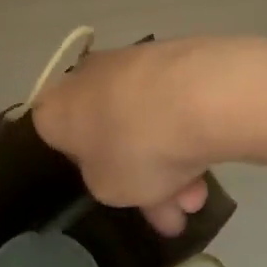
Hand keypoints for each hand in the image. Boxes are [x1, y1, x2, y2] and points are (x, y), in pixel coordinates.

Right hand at [31, 37, 236, 234]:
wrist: (197, 94)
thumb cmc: (134, 148)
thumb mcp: (108, 190)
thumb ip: (105, 182)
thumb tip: (117, 169)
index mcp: (53, 107)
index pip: (58, 139)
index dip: (88, 169)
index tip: (115, 190)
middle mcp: (85, 77)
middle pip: (109, 132)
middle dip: (143, 175)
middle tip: (172, 211)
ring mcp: (129, 61)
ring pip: (144, 122)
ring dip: (170, 162)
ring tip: (202, 197)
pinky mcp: (171, 55)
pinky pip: (171, 104)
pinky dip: (186, 134)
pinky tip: (213, 165)